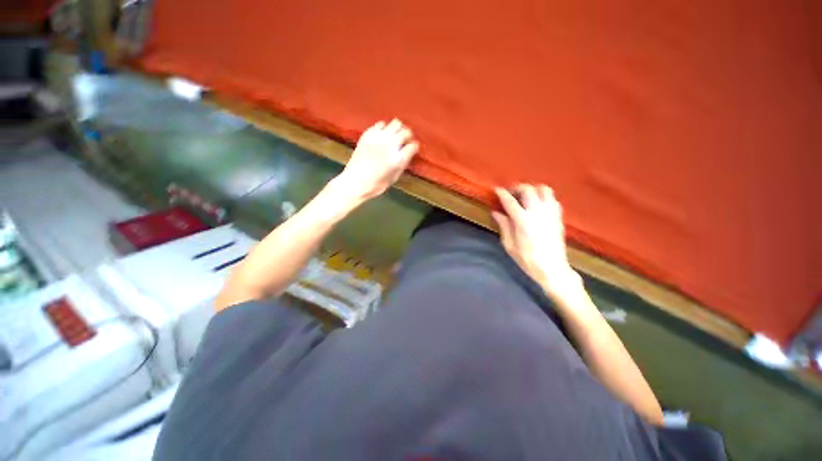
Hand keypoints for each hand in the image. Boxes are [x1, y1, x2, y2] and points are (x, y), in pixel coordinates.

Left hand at [336, 119, 418, 202]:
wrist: (354, 182)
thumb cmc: (375, 185)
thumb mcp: (394, 178)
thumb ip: (403, 164)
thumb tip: (407, 154)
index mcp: (398, 159)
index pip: (413, 146)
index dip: (414, 147)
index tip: (412, 149)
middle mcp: (390, 145)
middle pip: (405, 132)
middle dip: (408, 136)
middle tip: (405, 141)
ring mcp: (378, 138)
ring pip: (395, 123)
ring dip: (397, 129)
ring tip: (395, 136)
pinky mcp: (368, 135)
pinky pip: (380, 124)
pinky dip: (384, 128)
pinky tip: (382, 136)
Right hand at [492, 184, 581, 301]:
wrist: (552, 269)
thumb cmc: (527, 259)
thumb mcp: (509, 245)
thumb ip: (504, 226)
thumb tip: (496, 212)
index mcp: (523, 221)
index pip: (510, 201)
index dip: (502, 193)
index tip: (496, 189)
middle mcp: (538, 213)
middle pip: (528, 190)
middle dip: (518, 187)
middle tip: (511, 193)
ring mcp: (551, 213)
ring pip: (544, 190)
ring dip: (533, 189)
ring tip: (525, 196)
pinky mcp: (559, 217)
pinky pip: (553, 199)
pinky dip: (544, 196)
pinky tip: (538, 203)